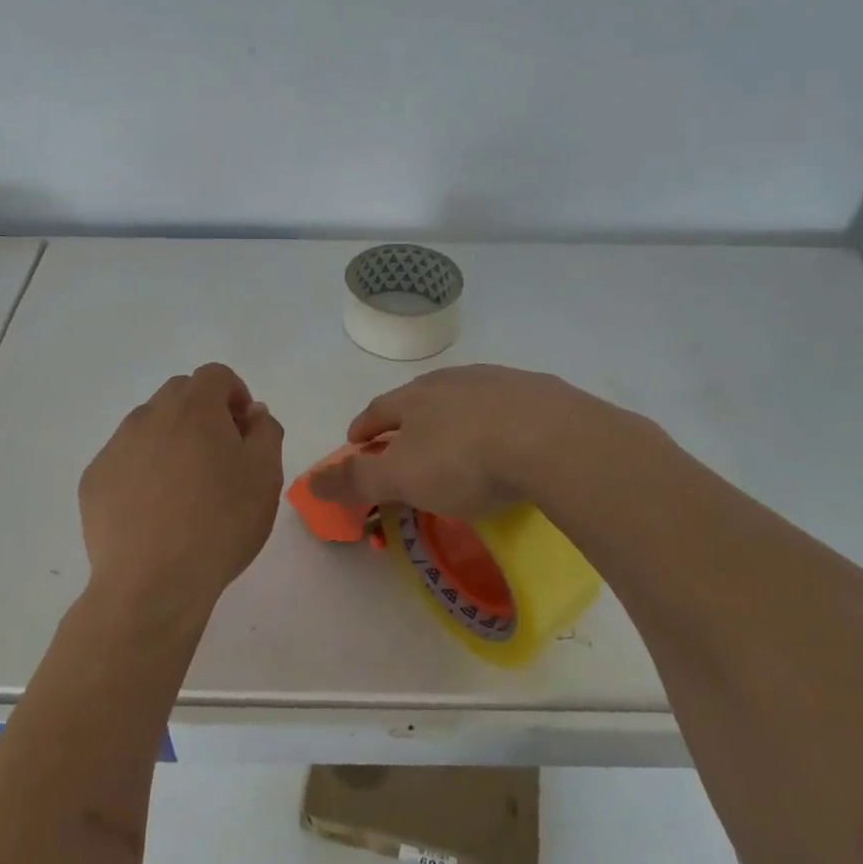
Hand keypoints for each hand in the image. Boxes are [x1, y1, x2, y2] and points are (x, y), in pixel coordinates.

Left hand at [78, 363, 284, 625]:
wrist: (152, 584)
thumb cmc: (220, 524)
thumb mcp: (265, 476)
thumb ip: (265, 432)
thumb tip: (253, 414)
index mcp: (193, 408)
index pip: (216, 375)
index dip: (235, 395)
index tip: (244, 431)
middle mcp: (148, 415)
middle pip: (180, 394)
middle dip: (203, 412)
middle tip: (219, 457)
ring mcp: (115, 447)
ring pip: (149, 425)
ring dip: (171, 439)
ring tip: (185, 488)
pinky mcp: (94, 479)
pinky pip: (125, 459)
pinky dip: (143, 469)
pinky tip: (154, 511)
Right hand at [309, 364, 600, 517]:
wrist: (551, 439)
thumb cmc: (465, 460)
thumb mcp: (402, 477)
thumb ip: (356, 480)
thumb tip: (311, 482)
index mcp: (415, 398)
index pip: (378, 410)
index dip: (364, 427)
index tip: (356, 441)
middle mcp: (452, 381)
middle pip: (419, 399)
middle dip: (407, 420)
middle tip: (404, 443)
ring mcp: (497, 382)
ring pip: (463, 398)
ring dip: (451, 417)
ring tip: (454, 440)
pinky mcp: (538, 393)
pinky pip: (505, 406)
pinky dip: (495, 421)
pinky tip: (506, 440)